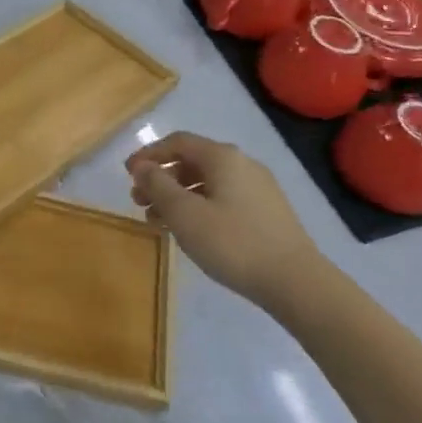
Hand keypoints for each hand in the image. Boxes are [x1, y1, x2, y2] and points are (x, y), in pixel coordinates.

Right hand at [126, 132, 326, 307]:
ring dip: (178, 196)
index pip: (177, 142)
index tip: (127, 175)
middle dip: (161, 178)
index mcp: (222, 157)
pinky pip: (223, 198)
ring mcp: (258, 187)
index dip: (149, 155)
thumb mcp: (184, 214)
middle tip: (138, 201)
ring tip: (158, 221)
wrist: (294, 280)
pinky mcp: (266, 211)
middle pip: (192, 161)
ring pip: (208, 183)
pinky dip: (199, 207)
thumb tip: (142, 166)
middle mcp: (242, 164)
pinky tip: (190, 231)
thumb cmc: (232, 243)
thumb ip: (158, 185)